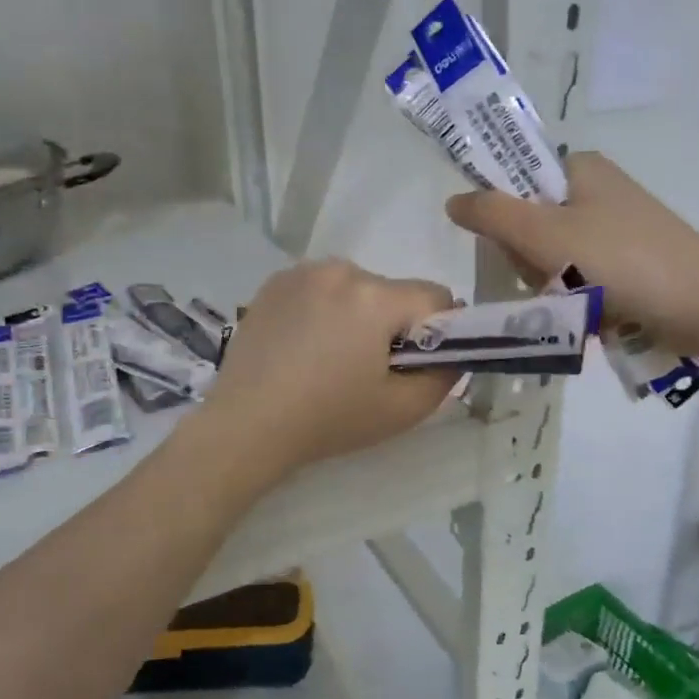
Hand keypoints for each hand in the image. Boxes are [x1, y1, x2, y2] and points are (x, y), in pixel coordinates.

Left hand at [195, 260, 458, 477]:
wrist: (245, 427)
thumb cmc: (329, 420)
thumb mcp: (403, 410)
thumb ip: (446, 376)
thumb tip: (454, 353)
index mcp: (375, 297)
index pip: (437, 296)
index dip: (440, 330)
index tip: (418, 362)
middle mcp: (341, 270)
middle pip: (394, 291)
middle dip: (394, 324)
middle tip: (371, 368)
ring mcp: (302, 272)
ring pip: (357, 287)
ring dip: (359, 314)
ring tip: (332, 358)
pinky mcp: (274, 283)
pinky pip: (322, 287)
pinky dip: (325, 309)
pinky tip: (305, 345)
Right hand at [445, 151, 698, 354]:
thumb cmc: (621, 261)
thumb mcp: (546, 235)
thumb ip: (493, 215)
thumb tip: (453, 201)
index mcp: (579, 168)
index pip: (514, 185)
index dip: (505, 222)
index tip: (520, 251)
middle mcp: (598, 191)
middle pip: (532, 228)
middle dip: (535, 265)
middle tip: (556, 283)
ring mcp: (617, 229)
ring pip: (555, 262)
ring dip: (558, 290)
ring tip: (583, 305)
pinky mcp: (632, 263)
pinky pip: (584, 281)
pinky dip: (583, 301)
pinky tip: (598, 316)